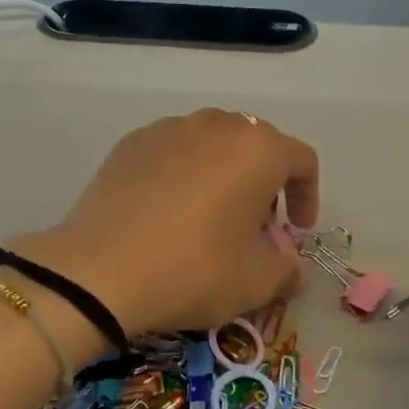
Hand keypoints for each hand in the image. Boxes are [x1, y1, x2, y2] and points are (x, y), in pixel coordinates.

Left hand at [17, 109, 319, 335]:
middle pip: (255, 147)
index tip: (299, 230)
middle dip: (264, 184)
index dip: (308, 196)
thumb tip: (294, 270)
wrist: (99, 271)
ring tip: (211, 217)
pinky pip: (172, 153)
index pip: (301, 160)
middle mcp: (216, 125)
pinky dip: (182, 176)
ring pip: (211, 146)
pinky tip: (168, 213)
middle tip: (256, 226)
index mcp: (258, 148)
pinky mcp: (129, 144)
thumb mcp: (256, 282)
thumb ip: (288, 272)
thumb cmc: (194, 270)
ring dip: (223, 175)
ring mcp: (168, 129)